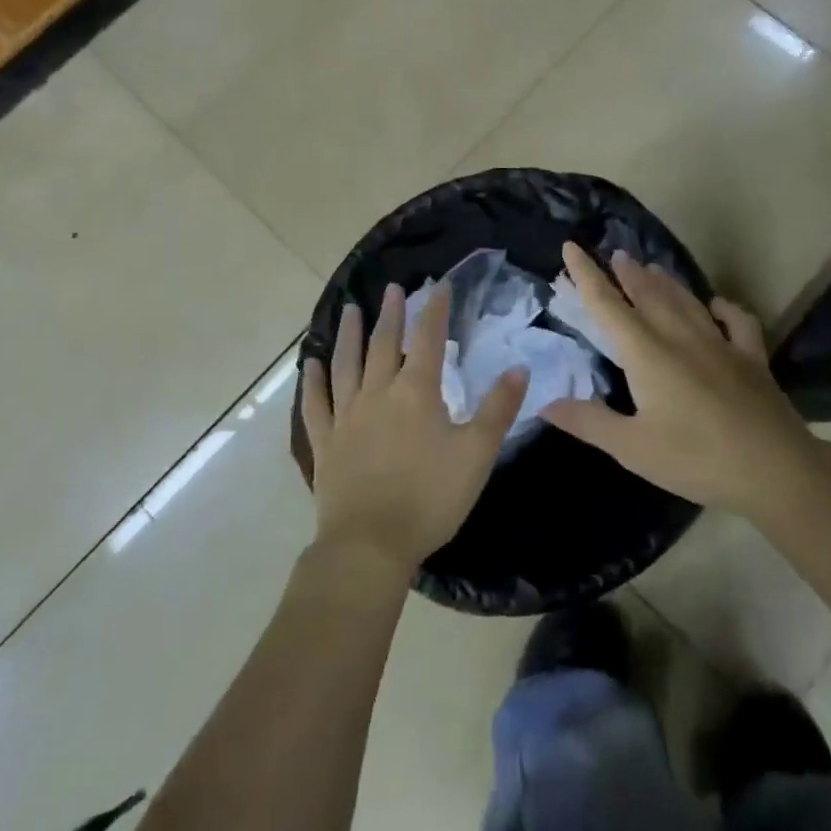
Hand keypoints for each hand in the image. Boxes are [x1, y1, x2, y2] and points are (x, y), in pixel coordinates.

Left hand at [301, 282, 527, 575]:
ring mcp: (346, 416)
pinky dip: (312, 381)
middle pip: (384, 344)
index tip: (439, 285)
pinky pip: (315, 404)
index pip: (428, 340)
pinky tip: (311, 363)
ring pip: (346, 364)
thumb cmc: (430, 498)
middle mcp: (378, 393)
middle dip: (391, 314)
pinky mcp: (325, 442)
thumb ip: (498, 409)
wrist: (370, 545)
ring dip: (349, 334)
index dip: (435, 310)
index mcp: (416, 392)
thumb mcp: (476, 454)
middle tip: (393, 288)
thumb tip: (519, 368)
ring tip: (351, 308)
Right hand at [542, 243, 820, 518]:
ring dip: (666, 282)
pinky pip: (737, 321)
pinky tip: (717, 305)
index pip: (607, 305)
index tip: (571, 247)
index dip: (586, 275)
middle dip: (628, 272)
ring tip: (651, 266)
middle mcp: (680, 337)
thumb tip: (545, 403)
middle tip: (616, 254)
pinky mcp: (752, 358)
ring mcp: (720, 344)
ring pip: (686, 301)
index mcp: (646, 353)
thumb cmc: (696, 459)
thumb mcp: (633, 448)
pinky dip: (724, 308)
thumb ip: (589, 422)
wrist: (776, 470)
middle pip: (648, 294)